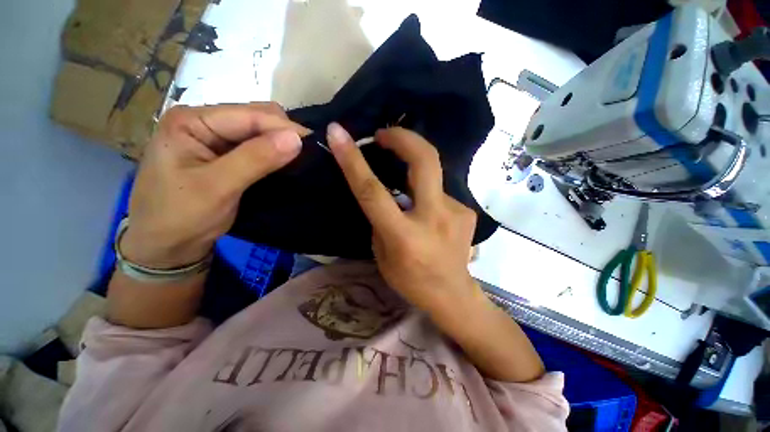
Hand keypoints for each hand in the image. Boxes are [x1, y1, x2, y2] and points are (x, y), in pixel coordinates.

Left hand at [121, 103, 309, 268]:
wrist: (166, 244)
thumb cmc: (181, 216)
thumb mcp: (218, 187)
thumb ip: (256, 159)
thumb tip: (297, 139)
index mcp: (191, 120)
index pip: (250, 115)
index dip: (285, 128)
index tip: (315, 145)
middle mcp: (203, 121)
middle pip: (256, 116)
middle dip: (284, 133)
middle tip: (307, 156)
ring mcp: (214, 136)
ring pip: (259, 130)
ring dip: (281, 143)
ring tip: (300, 159)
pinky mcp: (224, 152)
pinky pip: (257, 145)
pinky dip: (274, 152)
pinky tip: (284, 162)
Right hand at [326, 123, 482, 315]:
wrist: (453, 294)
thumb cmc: (411, 281)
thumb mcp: (382, 255)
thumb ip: (381, 220)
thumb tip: (386, 194)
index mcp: (404, 236)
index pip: (373, 192)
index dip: (354, 160)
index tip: (338, 133)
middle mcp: (433, 218)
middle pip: (424, 161)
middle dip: (403, 137)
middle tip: (385, 134)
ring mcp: (456, 212)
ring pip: (432, 175)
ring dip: (414, 170)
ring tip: (404, 181)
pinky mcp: (467, 212)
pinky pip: (441, 192)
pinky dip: (428, 195)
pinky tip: (428, 212)